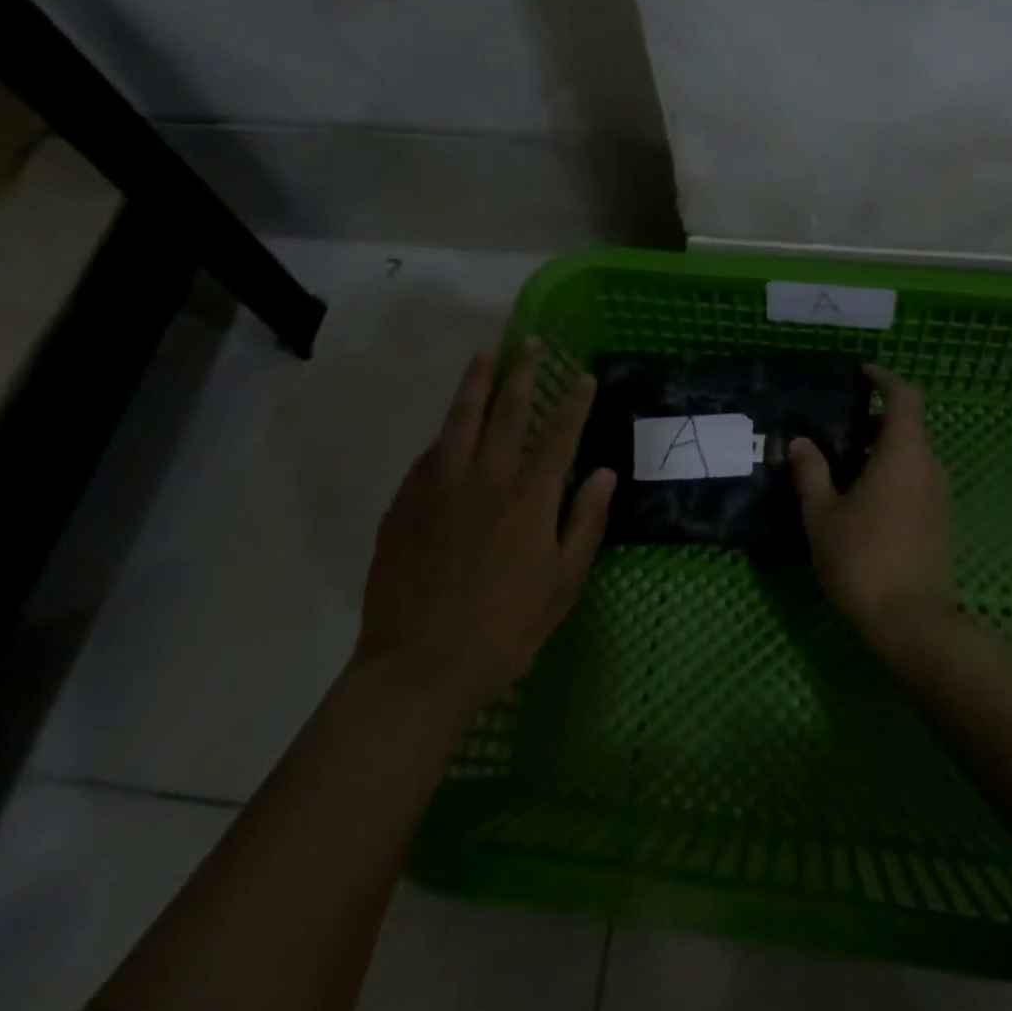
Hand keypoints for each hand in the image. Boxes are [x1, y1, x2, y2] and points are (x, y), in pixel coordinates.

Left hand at [356, 338, 615, 710]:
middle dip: (523, 373)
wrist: (420, 667)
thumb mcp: (564, 582)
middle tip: (531, 343)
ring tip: (486, 354)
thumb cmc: (506, 629)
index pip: (558, 434)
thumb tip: (607, 473)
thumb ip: (586, 521)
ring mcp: (438, 488)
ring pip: (459, 420)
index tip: (583, 375)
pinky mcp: (404, 505)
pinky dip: (445, 432)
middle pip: (506, 412)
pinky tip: (449, 426)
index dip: (573, 401)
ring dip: (476, 384)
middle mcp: (484, 479)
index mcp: (528, 498)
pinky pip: (429, 455)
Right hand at [789, 364, 955, 647]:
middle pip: (909, 425)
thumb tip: (801, 442)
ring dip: (882, 447)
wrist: (910, 621)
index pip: (905, 397)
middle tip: (839, 422)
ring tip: (842, 459)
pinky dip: (890, 471)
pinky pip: (915, 478)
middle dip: (877, 417)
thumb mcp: (823, 513)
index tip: (861, 373)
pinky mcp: (938, 519)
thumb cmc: (862, 558)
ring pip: (912, 454)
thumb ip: (811, 472)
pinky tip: (859, 494)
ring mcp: (938, 495)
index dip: (884, 379)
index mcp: (904, 454)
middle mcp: (929, 466)